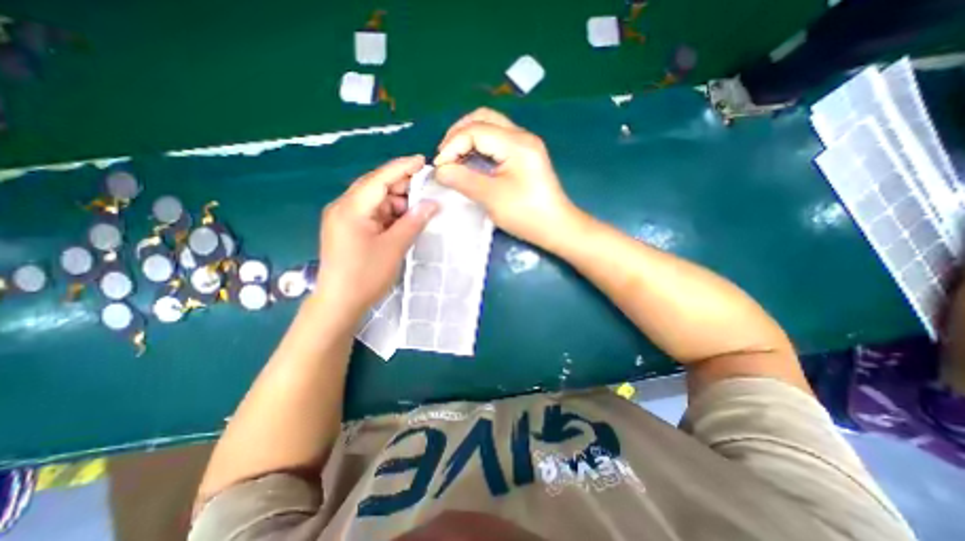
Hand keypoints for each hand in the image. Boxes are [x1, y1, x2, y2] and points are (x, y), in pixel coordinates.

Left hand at [316, 155, 440, 316]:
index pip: (379, 178)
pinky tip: (404, 222)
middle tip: (427, 192)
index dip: (403, 167)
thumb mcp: (394, 247)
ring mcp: (344, 218)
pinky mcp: (348, 229)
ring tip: (419, 211)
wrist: (339, 303)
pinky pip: (372, 214)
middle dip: (402, 188)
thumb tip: (433, 203)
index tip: (423, 161)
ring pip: (376, 201)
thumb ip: (413, 222)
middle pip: (376, 187)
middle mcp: (344, 207)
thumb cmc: (366, 275)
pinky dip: (389, 215)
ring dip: (398, 204)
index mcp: (351, 208)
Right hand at [439, 106, 578, 247]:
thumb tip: (439, 170)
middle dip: (458, 134)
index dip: (452, 146)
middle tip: (445, 156)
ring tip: (454, 158)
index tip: (440, 168)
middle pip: (483, 118)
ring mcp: (525, 144)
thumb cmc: (526, 214)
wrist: (556, 227)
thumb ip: (463, 180)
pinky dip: (480, 146)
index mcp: (516, 143)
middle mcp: (521, 136)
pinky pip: (497, 140)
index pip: (475, 130)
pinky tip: (471, 161)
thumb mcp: (492, 198)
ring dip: (468, 137)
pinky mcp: (525, 155)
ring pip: (490, 126)